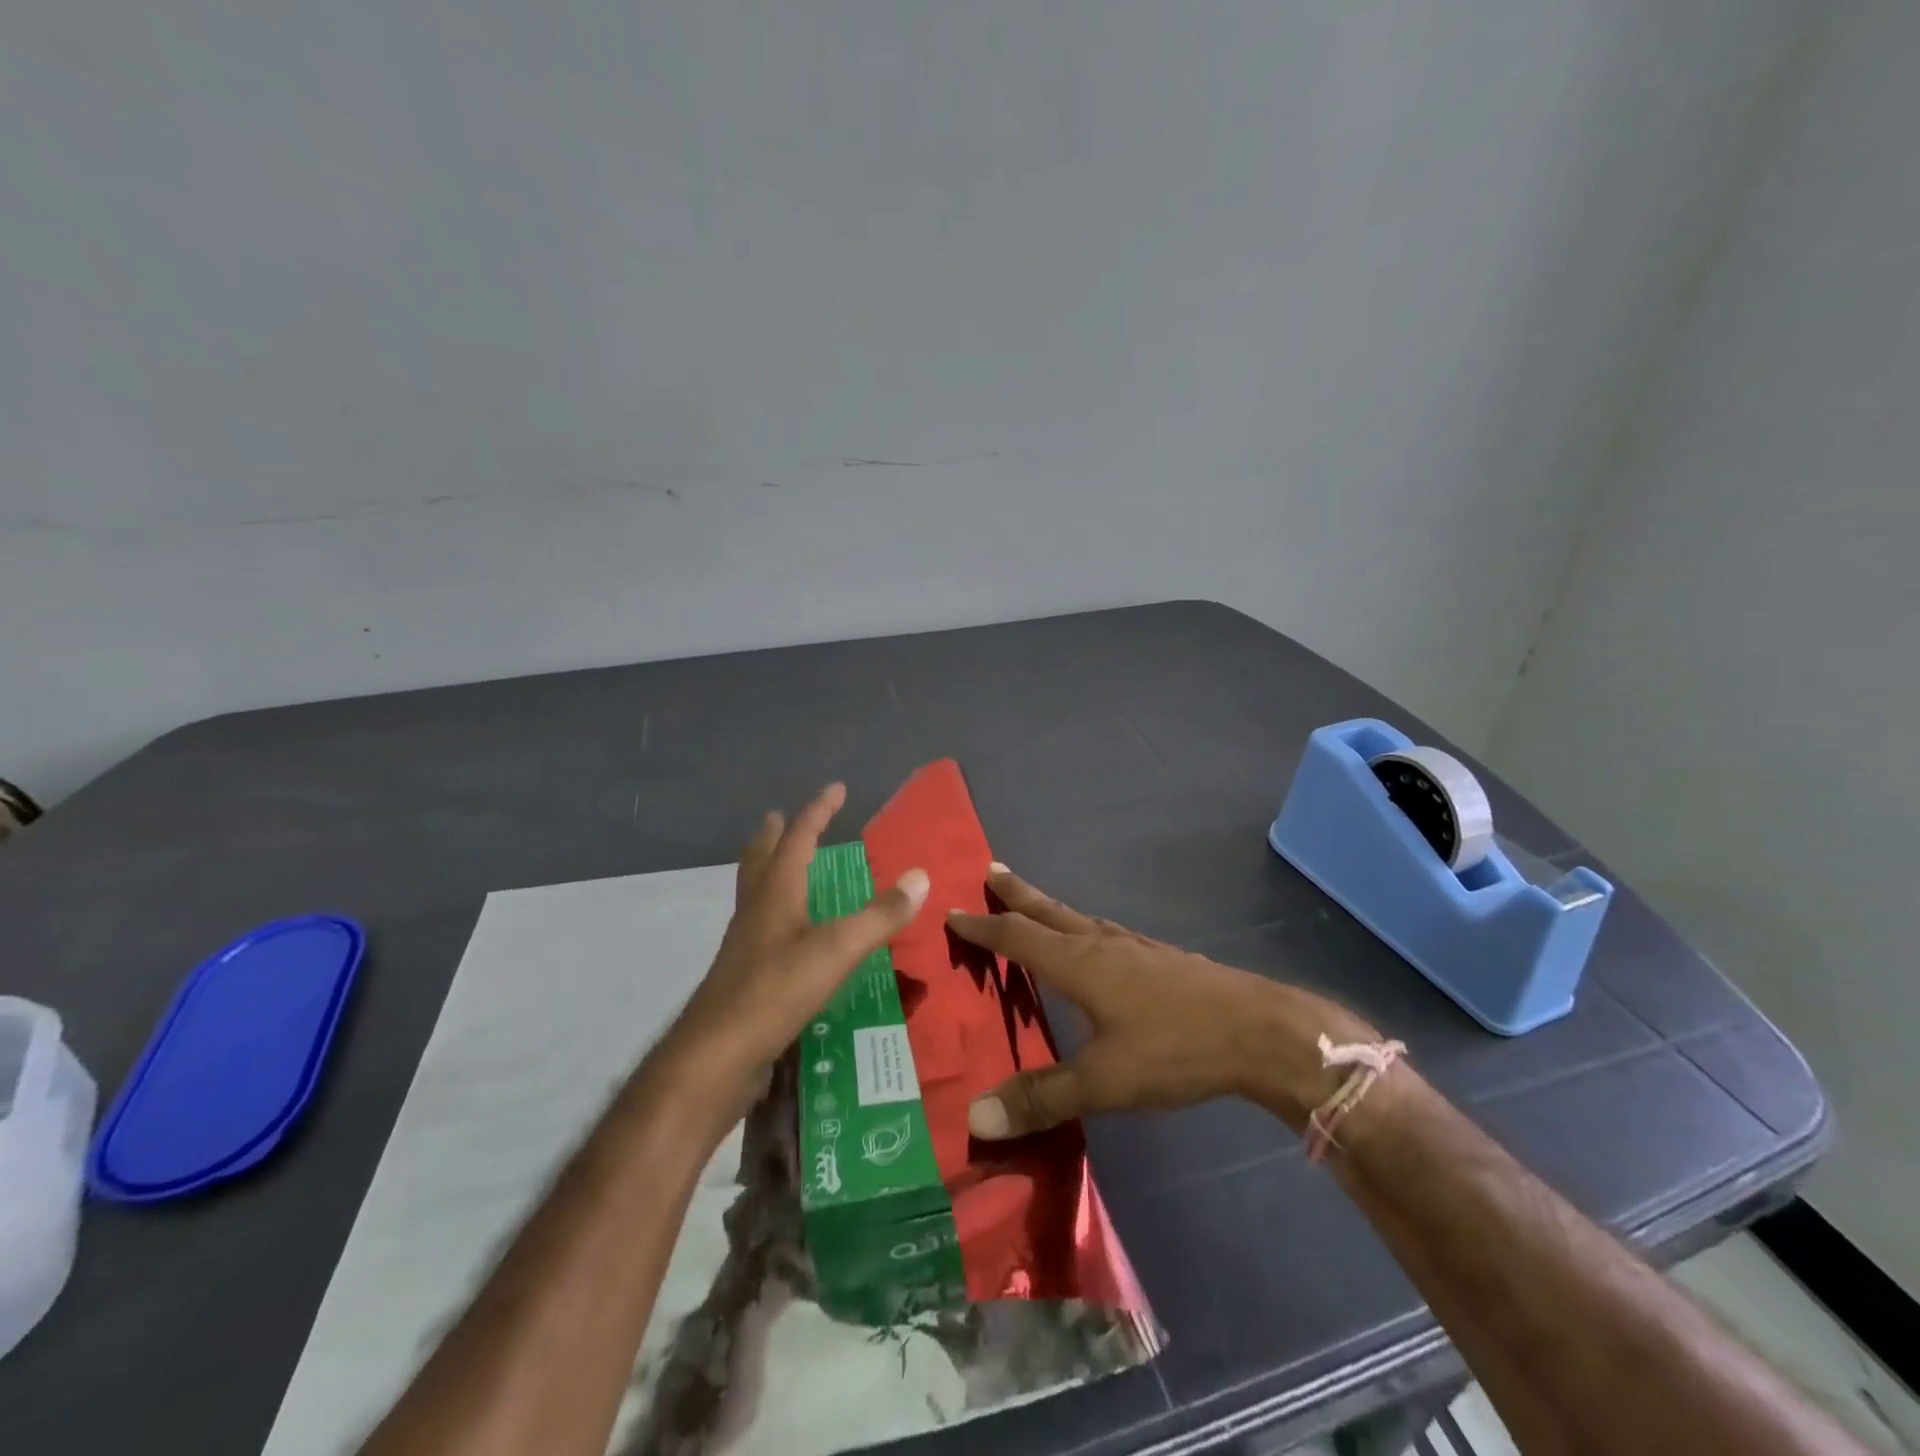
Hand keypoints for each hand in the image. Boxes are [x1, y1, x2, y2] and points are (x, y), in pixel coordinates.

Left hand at [658, 783, 928, 1124]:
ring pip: (755, 892)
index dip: (818, 811)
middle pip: (761, 860)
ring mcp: (745, 945)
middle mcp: (756, 911)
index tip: (836, 788)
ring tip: (781, 865)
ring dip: (768, 869)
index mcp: (775, 894)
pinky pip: (760, 926)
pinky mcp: (744, 976)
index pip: (798, 839)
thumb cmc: (775, 993)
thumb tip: (920, 876)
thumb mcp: (836, 951)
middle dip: (774, 836)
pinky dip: (774, 911)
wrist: (715, 1058)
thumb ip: (879, 916)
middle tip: (781, 817)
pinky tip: (787, 932)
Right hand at [947, 868, 1378, 1137]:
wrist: (1259, 1031)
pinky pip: (1105, 934)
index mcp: (1079, 963)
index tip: (953, 911)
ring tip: (1034, 905)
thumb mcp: (1102, 1082)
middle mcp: (1102, 944)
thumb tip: (973, 1114)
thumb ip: (1040, 1097)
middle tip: (991, 871)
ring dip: (1049, 909)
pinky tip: (1097, 945)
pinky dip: (1082, 929)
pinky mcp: (1161, 960)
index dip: (983, 927)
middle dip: (1017, 894)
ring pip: (1079, 920)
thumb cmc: (1174, 1049)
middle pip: (1049, 912)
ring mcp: (1135, 949)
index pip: (1017, 937)